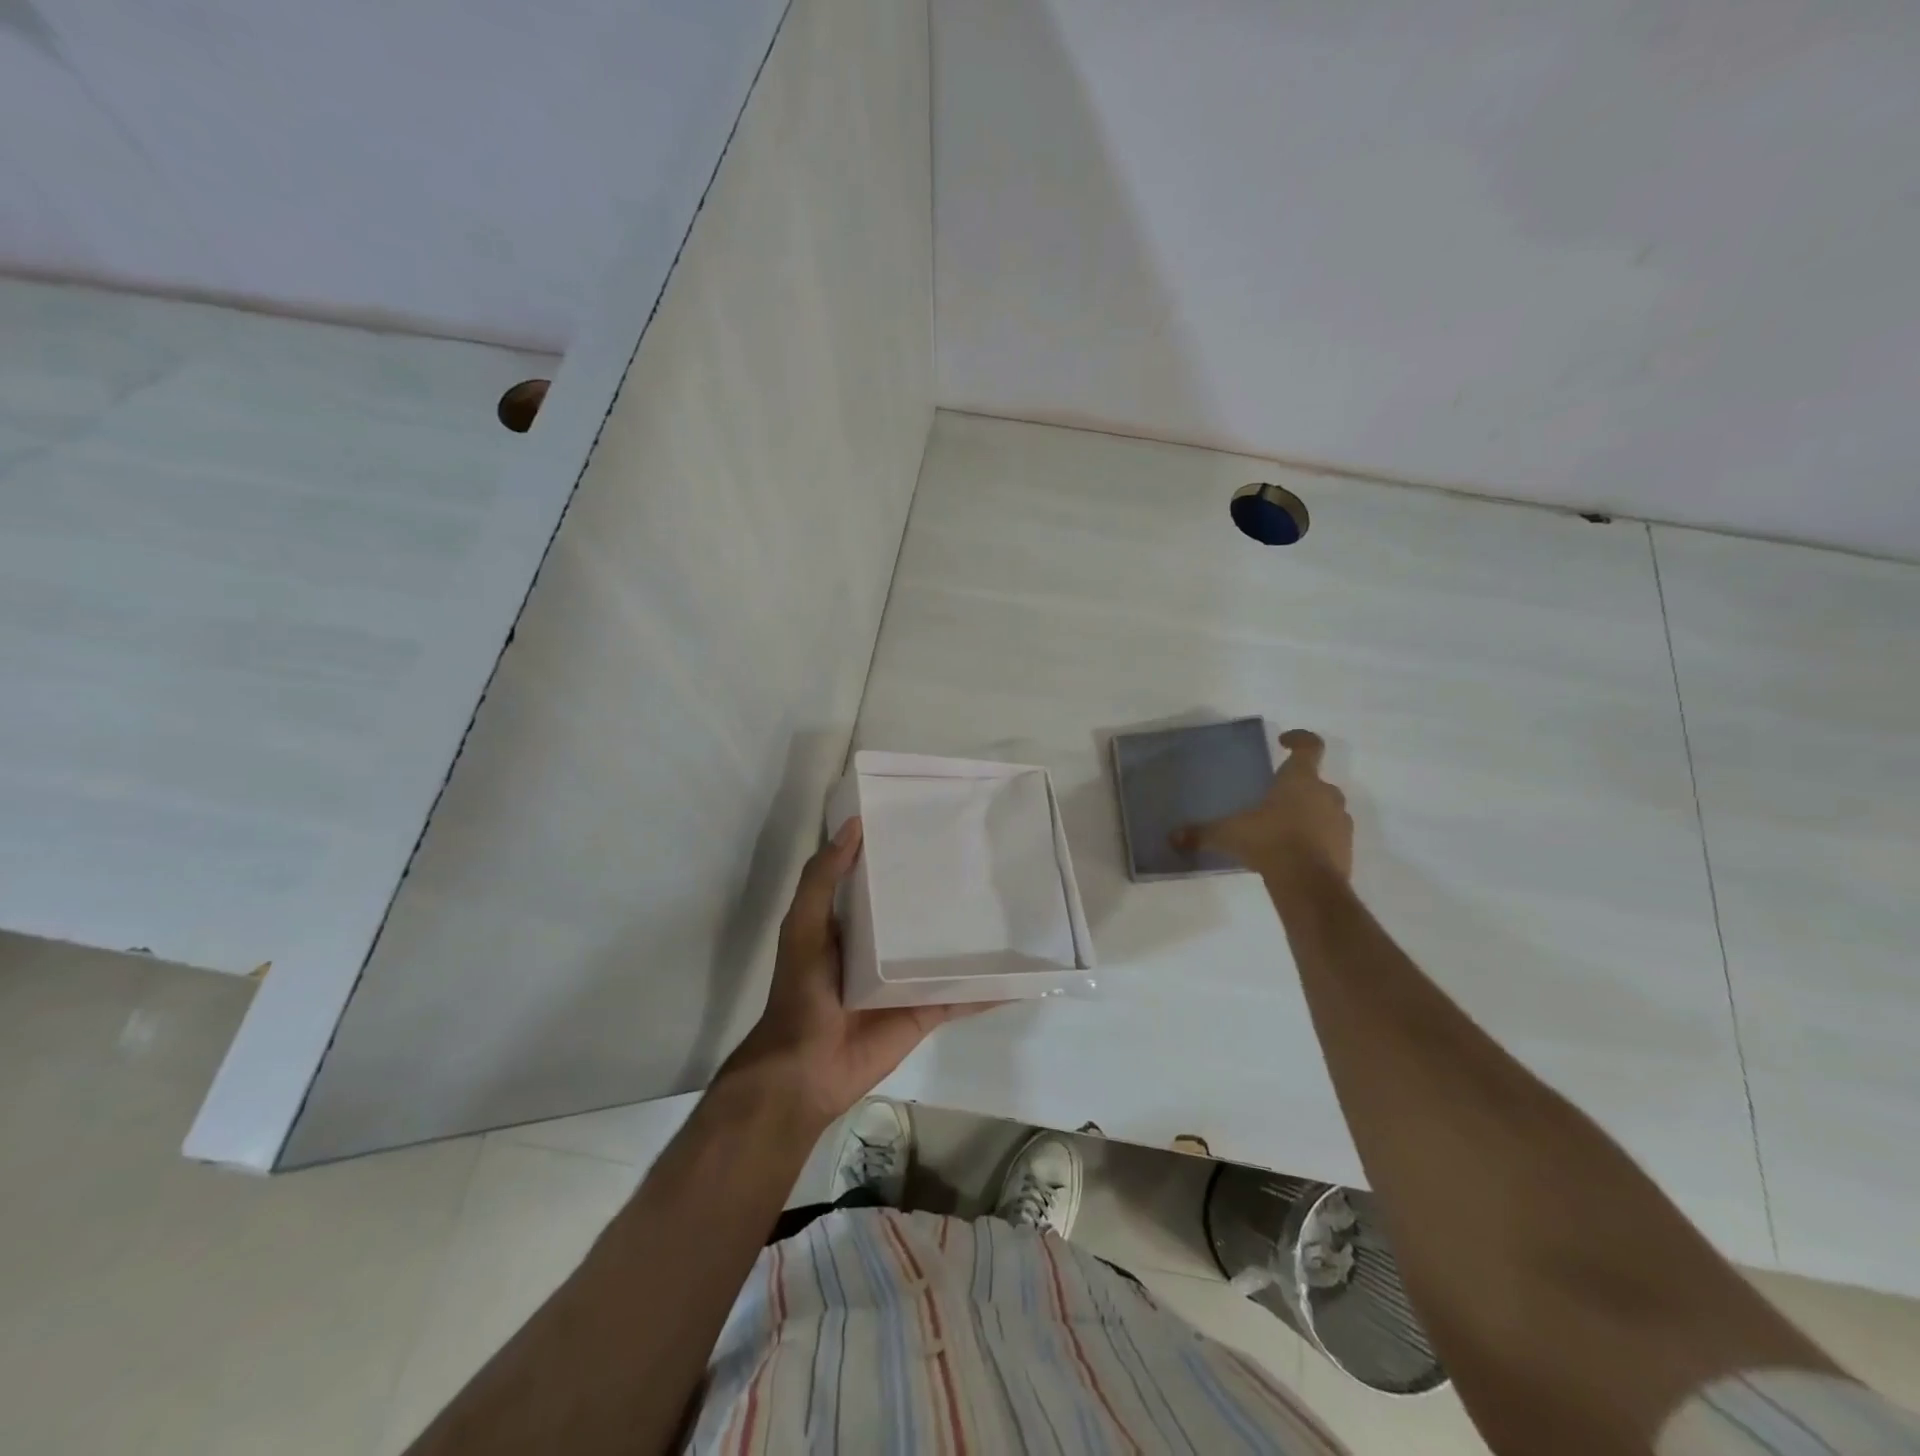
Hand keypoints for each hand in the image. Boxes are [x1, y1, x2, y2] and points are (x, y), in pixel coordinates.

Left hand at [723, 818, 993, 1131]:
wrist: (807, 1066)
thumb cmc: (802, 988)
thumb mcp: (803, 923)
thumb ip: (823, 878)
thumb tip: (855, 825)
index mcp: (853, 922)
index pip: (881, 879)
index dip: (900, 852)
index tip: (932, 821)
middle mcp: (884, 947)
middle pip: (919, 912)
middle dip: (945, 888)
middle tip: (984, 856)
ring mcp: (909, 979)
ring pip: (947, 950)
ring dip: (974, 934)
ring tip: (1012, 904)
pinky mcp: (927, 1009)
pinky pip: (964, 995)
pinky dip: (992, 988)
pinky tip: (1022, 974)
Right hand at [1173, 729, 1353, 880]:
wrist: (1309, 884)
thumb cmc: (1269, 842)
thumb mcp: (1228, 834)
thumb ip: (1201, 833)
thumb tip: (1172, 837)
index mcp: (1300, 780)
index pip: (1310, 746)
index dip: (1299, 739)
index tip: (1284, 742)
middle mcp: (1325, 794)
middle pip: (1316, 781)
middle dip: (1298, 786)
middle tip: (1275, 797)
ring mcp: (1340, 822)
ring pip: (1325, 809)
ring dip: (1309, 813)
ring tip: (1283, 828)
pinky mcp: (1346, 849)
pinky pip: (1331, 836)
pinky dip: (1316, 839)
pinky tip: (1295, 854)